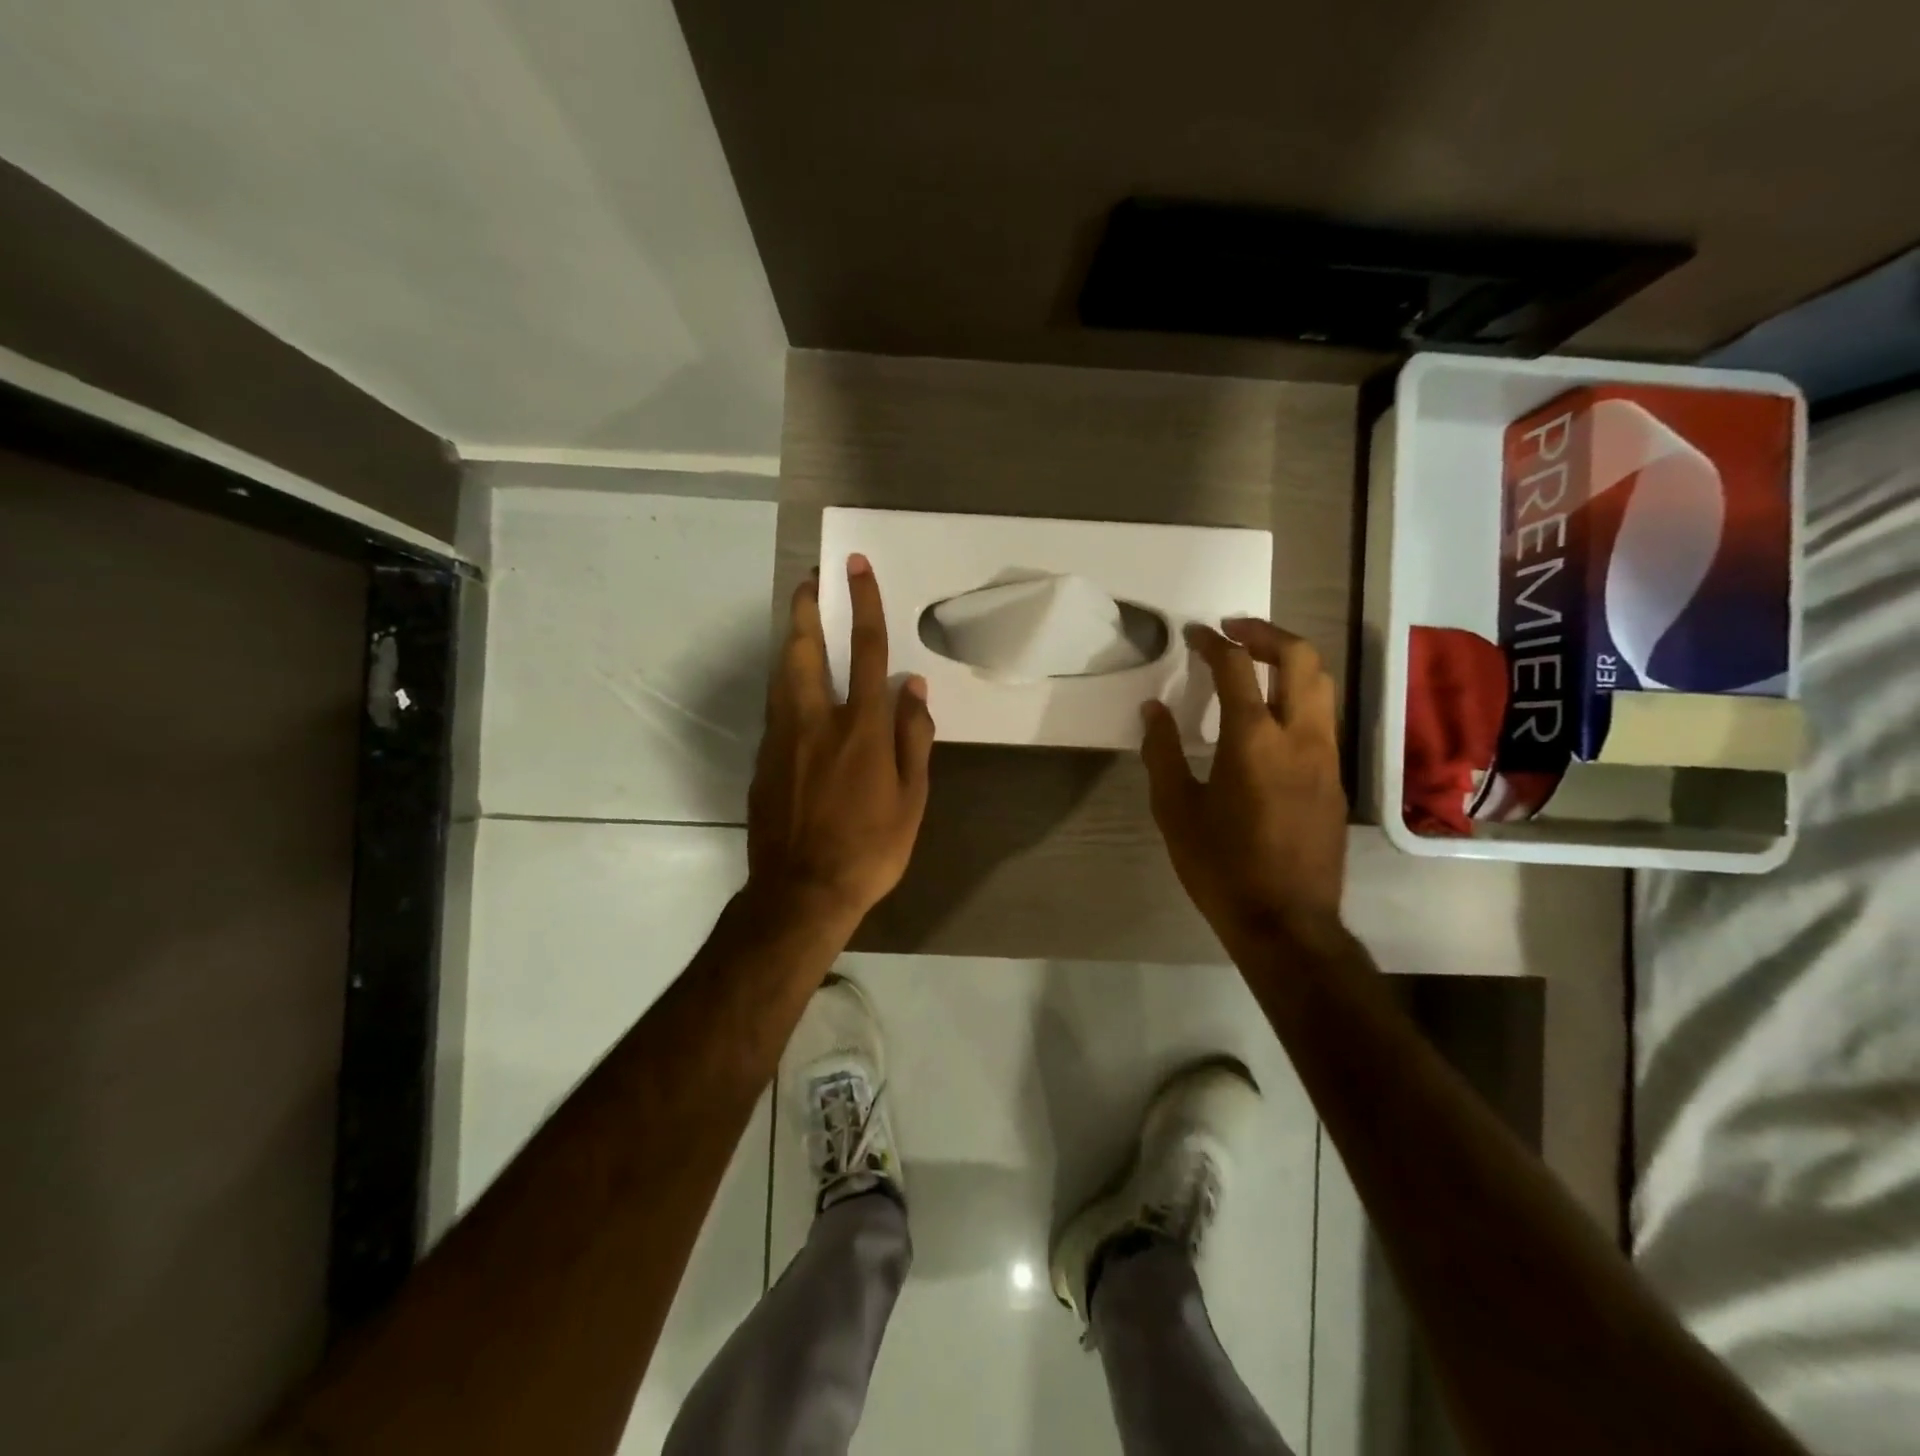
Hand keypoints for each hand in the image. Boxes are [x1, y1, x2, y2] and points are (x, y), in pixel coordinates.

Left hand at [746, 554, 935, 926]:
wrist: (801, 891)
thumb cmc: (870, 849)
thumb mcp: (911, 799)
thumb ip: (913, 737)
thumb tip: (912, 688)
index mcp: (861, 727)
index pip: (865, 649)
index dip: (862, 602)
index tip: (855, 567)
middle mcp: (816, 721)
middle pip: (804, 649)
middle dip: (806, 608)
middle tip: (810, 580)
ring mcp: (782, 739)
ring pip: (782, 674)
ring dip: (791, 640)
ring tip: (800, 621)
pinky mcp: (763, 760)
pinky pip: (777, 708)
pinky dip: (787, 685)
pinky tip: (795, 690)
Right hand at [1141, 619, 1347, 956]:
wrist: (1286, 922)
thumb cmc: (1221, 866)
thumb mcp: (1175, 810)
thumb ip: (1162, 752)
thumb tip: (1154, 708)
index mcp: (1253, 739)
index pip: (1236, 668)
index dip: (1214, 642)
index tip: (1195, 633)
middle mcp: (1299, 736)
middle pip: (1301, 658)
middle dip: (1267, 633)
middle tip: (1235, 630)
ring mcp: (1326, 756)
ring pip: (1321, 685)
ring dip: (1290, 661)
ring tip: (1256, 662)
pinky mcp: (1336, 779)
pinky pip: (1322, 718)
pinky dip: (1299, 696)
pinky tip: (1271, 717)